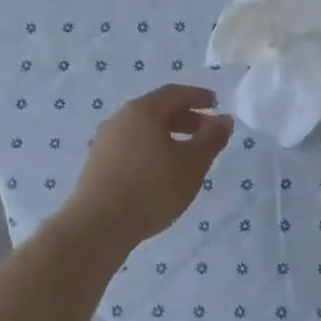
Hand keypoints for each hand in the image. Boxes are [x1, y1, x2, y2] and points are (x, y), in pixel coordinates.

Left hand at [58, 84, 232, 250]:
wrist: (97, 227)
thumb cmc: (151, 188)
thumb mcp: (192, 164)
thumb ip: (211, 139)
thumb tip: (224, 119)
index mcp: (143, 110)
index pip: (175, 93)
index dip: (198, 97)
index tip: (216, 104)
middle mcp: (120, 119)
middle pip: (158, 110)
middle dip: (186, 118)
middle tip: (208, 132)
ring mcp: (105, 142)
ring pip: (144, 130)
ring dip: (169, 136)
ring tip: (188, 155)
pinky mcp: (98, 165)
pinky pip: (132, 146)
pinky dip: (153, 150)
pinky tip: (162, 172)